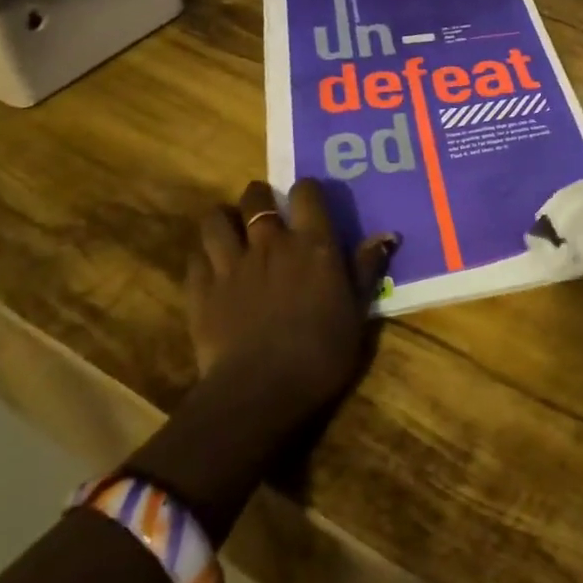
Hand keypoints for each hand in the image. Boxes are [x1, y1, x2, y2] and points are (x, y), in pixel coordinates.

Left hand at [185, 179, 394, 422]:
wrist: (261, 391)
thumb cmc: (322, 353)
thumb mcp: (357, 312)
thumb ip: (366, 269)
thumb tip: (387, 235)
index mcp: (313, 244)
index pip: (306, 192)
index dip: (306, 191)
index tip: (307, 202)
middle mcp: (270, 243)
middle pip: (255, 197)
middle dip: (259, 198)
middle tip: (265, 212)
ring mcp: (231, 264)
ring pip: (215, 220)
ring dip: (223, 220)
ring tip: (230, 232)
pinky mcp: (201, 290)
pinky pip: (195, 257)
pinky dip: (203, 256)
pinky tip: (210, 268)